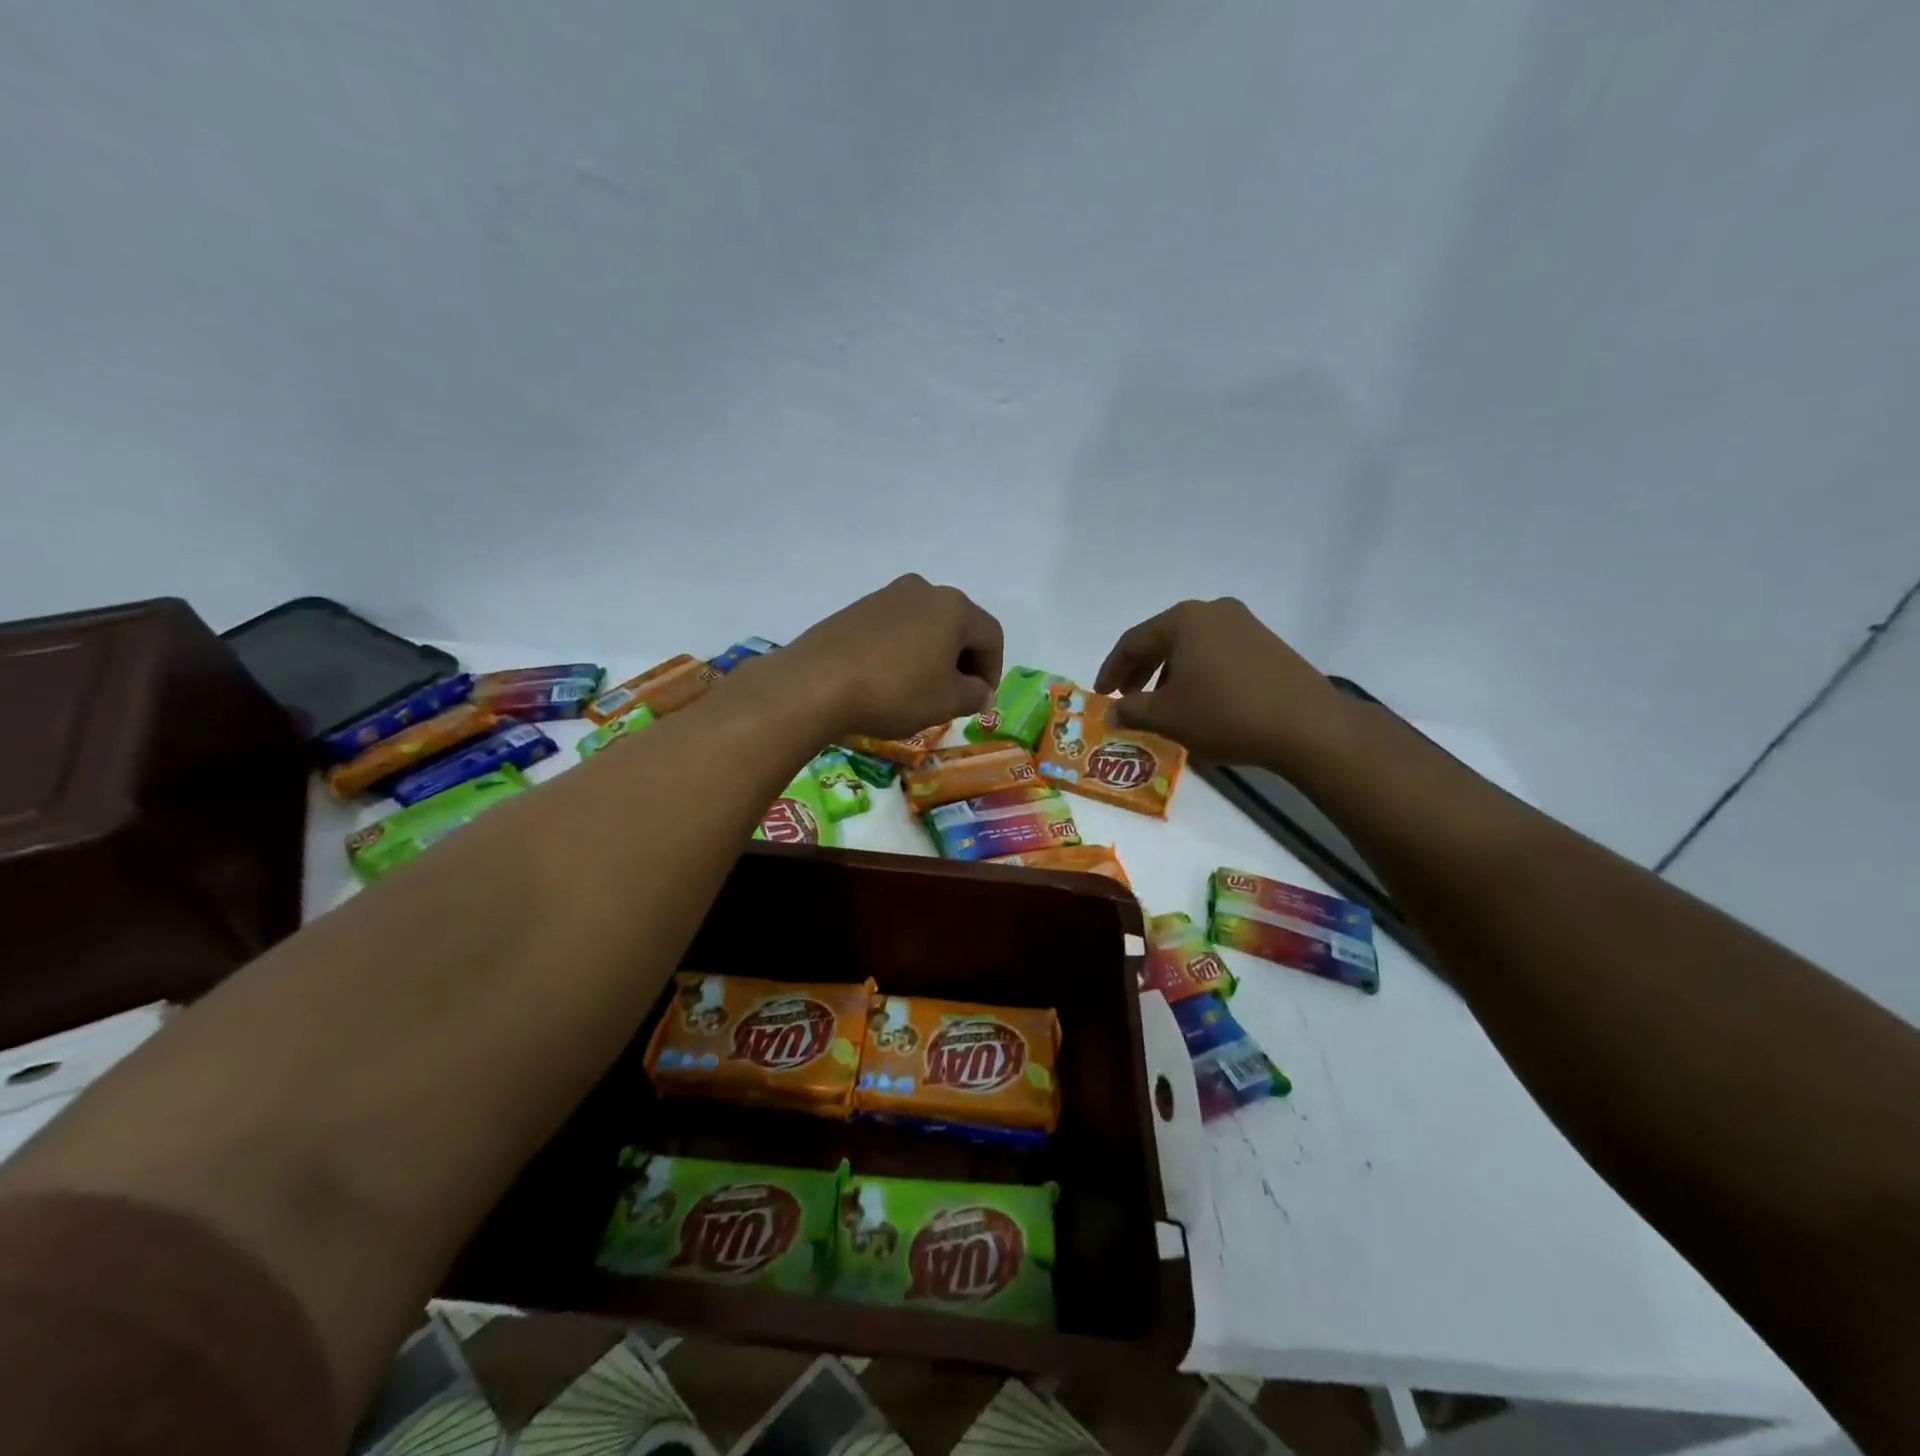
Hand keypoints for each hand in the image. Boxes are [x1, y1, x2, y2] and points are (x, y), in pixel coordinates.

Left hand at [773, 575, 1002, 740]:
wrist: (816, 683)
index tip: (981, 701)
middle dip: (962, 662)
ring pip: (925, 626)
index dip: (993, 671)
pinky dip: (902, 652)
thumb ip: (975, 694)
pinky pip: (894, 629)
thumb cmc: (895, 691)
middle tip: (955, 697)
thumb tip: (982, 691)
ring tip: (920, 690)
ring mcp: (885, 596)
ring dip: (931, 656)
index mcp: (954, 607)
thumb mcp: (946, 702)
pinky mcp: (856, 610)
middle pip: (958, 626)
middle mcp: (923, 590)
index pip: (991, 636)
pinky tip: (889, 680)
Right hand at [1094, 598, 1345, 764]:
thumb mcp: (1167, 716)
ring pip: (1191, 646)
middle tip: (1125, 697)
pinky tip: (1197, 699)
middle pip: (1162, 639)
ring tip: (1160, 703)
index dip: (1111, 670)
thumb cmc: (1224, 713)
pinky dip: (1197, 673)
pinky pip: (1216, 653)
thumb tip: (1110, 713)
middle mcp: (1213, 611)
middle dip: (1139, 670)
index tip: (1101, 694)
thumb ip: (1131, 710)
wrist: (1306, 725)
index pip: (1132, 641)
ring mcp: (1244, 624)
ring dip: (1168, 672)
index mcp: (1183, 620)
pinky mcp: (1266, 643)